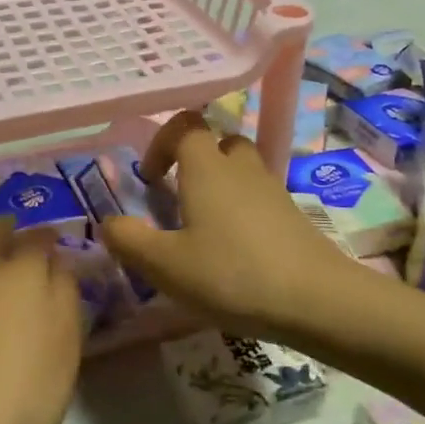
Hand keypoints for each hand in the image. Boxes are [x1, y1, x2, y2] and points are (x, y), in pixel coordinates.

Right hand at [96, 111, 361, 339]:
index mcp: (207, 167)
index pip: (185, 124)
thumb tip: (108, 222)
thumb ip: (129, 240)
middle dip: (193, 162)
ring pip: (241, 169)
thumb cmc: (231, 274)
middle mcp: (241, 167)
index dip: (162, 142)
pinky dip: (241, 209)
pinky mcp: (292, 213)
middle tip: (178, 199)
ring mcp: (272, 188)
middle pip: (218, 141)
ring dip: (219, 185)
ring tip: (203, 226)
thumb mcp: (165, 266)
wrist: (316, 299)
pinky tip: (234, 249)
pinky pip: (259, 195)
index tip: (151, 179)